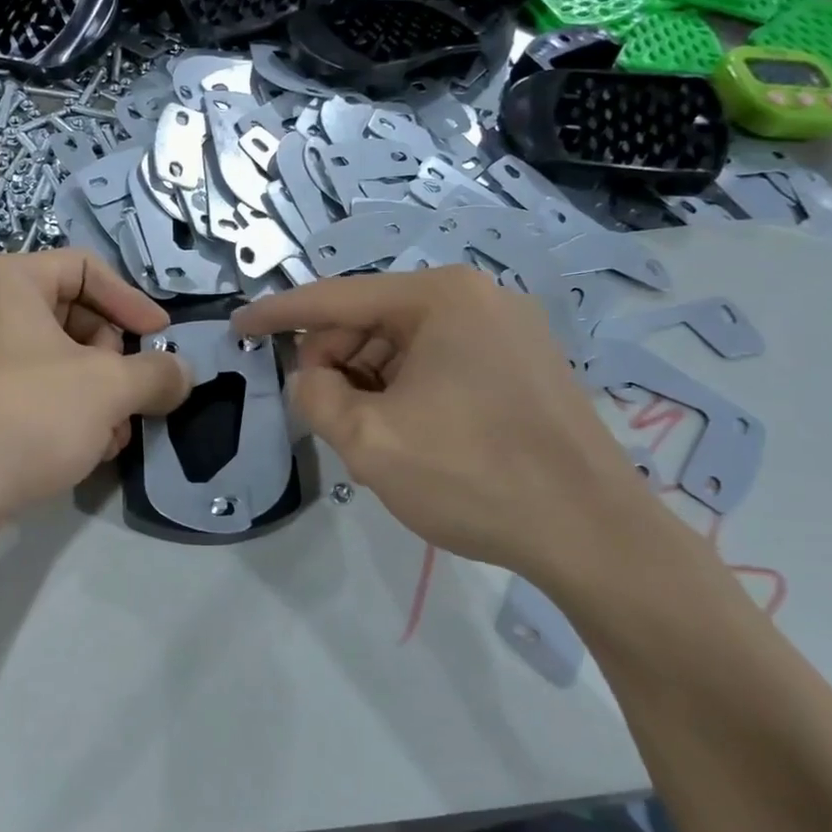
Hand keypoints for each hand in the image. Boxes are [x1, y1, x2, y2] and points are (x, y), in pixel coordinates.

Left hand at [0, 250, 190, 522]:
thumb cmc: (27, 415)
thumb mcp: (109, 388)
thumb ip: (157, 373)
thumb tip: (183, 374)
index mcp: (6, 279)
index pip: (86, 269)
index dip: (132, 302)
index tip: (162, 340)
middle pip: (70, 316)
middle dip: (113, 361)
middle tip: (132, 397)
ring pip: (51, 360)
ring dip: (94, 395)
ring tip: (113, 436)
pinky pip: (24, 388)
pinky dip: (60, 411)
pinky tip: (83, 450)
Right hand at [234, 267, 675, 583]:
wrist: (594, 534)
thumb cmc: (474, 476)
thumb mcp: (370, 441)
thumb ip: (317, 398)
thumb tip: (311, 377)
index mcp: (439, 297)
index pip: (336, 298)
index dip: (278, 315)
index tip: (237, 328)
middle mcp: (477, 297)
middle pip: (372, 322)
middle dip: (336, 365)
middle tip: (328, 421)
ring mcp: (508, 329)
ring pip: (405, 346)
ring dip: (372, 385)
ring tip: (376, 439)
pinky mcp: (524, 364)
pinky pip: (440, 363)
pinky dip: (408, 392)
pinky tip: (412, 435)